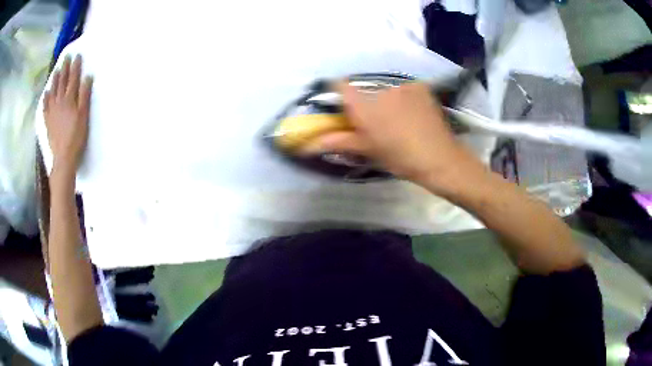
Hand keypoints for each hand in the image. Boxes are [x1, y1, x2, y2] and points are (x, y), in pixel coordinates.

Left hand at [44, 55, 92, 178]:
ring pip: (53, 91)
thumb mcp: (84, 116)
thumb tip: (87, 77)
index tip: (77, 55)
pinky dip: (45, 98)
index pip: (73, 78)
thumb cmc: (76, 137)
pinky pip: (45, 106)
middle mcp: (59, 101)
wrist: (63, 158)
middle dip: (65, 68)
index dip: (75, 66)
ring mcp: (52, 111)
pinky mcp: (48, 121)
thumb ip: (85, 95)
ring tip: (56, 70)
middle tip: (66, 57)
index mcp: (70, 99)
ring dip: (55, 79)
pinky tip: (46, 92)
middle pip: (62, 82)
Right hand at [303, 82, 484, 193]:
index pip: (340, 85)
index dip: (338, 91)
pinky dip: (405, 98)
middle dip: (367, 103)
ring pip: (386, 90)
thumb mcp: (368, 150)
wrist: (438, 158)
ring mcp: (402, 86)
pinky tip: (414, 114)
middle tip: (378, 123)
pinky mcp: (419, 87)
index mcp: (364, 106)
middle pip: (365, 91)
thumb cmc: (399, 157)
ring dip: (387, 101)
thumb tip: (310, 144)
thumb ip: (338, 142)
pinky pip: (405, 90)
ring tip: (400, 120)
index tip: (342, 103)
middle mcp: (380, 89)